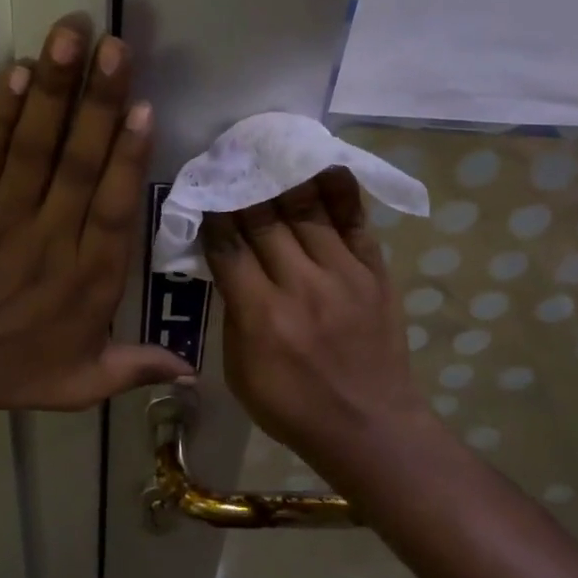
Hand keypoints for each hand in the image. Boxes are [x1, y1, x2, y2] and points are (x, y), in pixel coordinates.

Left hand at [0, 17, 193, 417]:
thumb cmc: (11, 371)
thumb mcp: (81, 383)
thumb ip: (136, 368)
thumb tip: (194, 373)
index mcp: (87, 279)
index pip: (112, 209)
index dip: (128, 158)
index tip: (145, 109)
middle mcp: (49, 240)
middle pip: (77, 164)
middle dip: (98, 102)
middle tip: (115, 46)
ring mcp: (2, 219)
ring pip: (33, 149)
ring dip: (52, 91)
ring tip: (69, 36)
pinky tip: (15, 72)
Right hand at [203, 169, 429, 467]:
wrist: (370, 428)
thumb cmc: (293, 408)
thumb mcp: (241, 371)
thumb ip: (233, 313)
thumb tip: (229, 266)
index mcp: (261, 315)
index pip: (228, 246)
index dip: (212, 213)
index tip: (203, 188)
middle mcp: (300, 285)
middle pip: (264, 219)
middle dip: (242, 186)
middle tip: (231, 158)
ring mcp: (343, 275)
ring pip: (307, 210)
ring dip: (283, 177)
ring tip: (269, 149)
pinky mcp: (374, 273)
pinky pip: (354, 221)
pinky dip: (338, 191)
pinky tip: (323, 164)